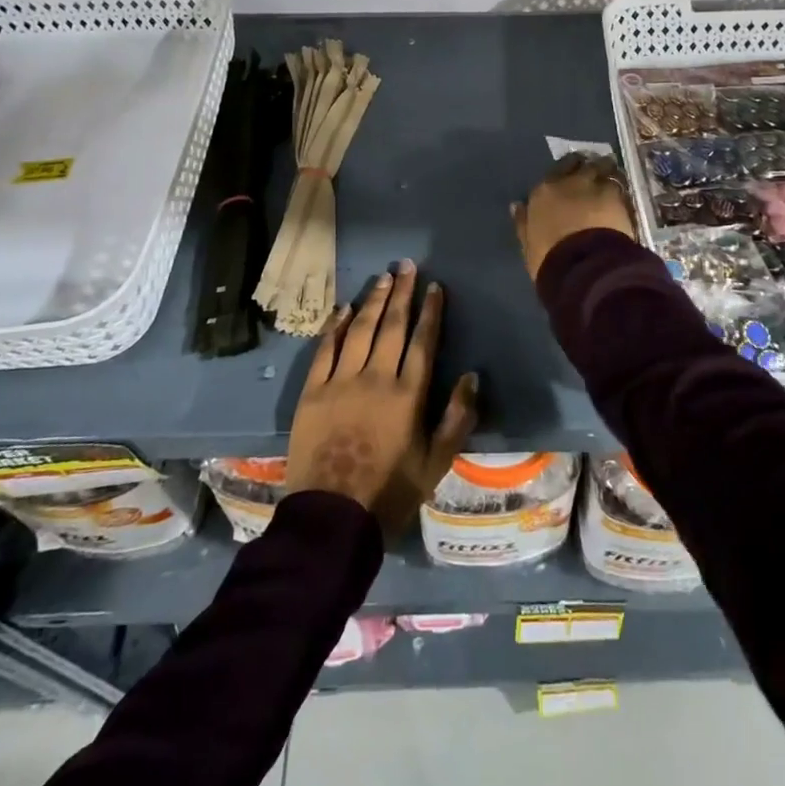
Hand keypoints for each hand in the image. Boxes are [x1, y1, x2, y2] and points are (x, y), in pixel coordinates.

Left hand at [285, 260, 477, 533]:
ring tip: (384, 278)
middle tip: (407, 266)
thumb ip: (457, 417)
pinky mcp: (312, 391)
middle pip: (392, 326)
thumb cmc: (390, 492)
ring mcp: (340, 382)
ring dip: (373, 300)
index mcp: (408, 394)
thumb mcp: (436, 462)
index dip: (430, 311)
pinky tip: (342, 309)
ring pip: (359, 330)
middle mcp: (376, 378)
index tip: (435, 286)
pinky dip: (334, 326)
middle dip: (402, 293)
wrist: (331, 519)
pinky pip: (325, 350)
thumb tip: (472, 375)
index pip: (423, 341)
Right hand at [511, 152, 637, 280]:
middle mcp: (569, 182)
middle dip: (586, 166)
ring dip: (606, 172)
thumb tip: (517, 205)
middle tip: (593, 172)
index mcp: (543, 192)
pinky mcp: (618, 196)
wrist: (583, 265)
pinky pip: (620, 183)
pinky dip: (621, 186)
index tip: (571, 177)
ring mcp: (595, 185)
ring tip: (611, 178)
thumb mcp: (529, 244)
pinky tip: (623, 194)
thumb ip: (523, 222)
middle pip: (580, 163)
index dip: (565, 172)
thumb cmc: (550, 259)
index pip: (555, 170)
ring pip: (603, 167)